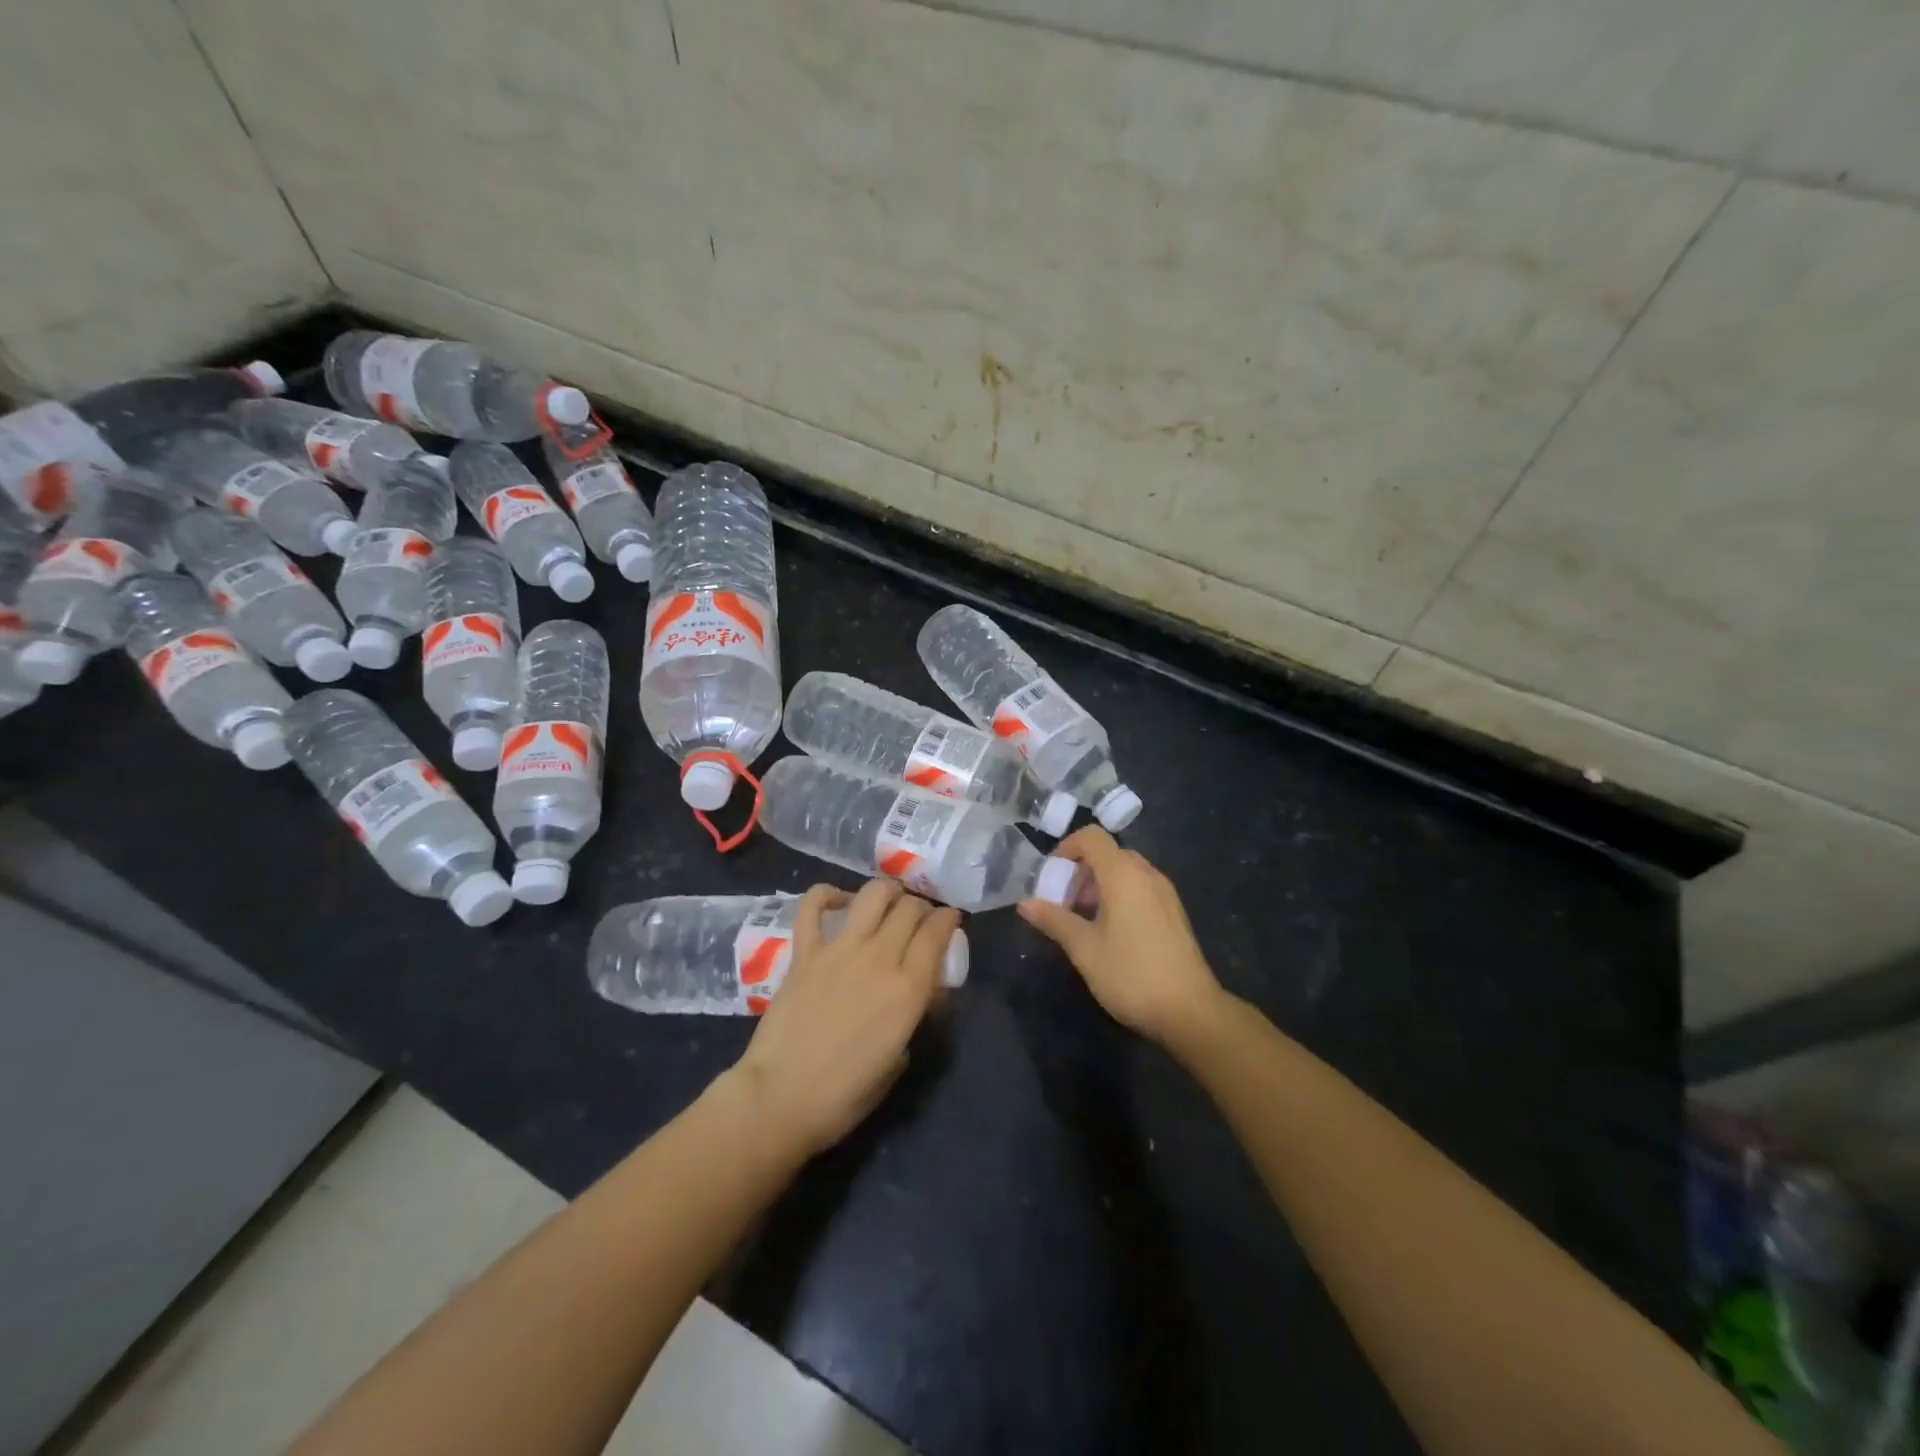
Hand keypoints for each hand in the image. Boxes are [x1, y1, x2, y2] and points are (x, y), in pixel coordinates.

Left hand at [727, 880, 958, 1157]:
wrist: (781, 1098)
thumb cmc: (845, 1094)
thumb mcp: (898, 1059)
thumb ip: (914, 1016)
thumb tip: (920, 995)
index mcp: (908, 988)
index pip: (937, 932)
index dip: (949, 918)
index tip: (950, 920)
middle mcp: (879, 957)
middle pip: (910, 907)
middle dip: (922, 906)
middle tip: (920, 918)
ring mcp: (839, 950)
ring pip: (873, 894)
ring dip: (887, 892)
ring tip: (889, 902)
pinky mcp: (805, 951)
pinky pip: (813, 906)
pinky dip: (827, 895)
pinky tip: (838, 901)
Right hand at [1018, 827, 1223, 1043]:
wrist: (1190, 1011)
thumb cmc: (1131, 974)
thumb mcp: (1084, 948)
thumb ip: (1053, 920)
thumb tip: (1024, 903)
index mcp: (1123, 874)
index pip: (1091, 837)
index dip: (1066, 849)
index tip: (1050, 878)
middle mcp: (1147, 873)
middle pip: (1108, 853)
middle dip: (1080, 871)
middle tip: (1063, 902)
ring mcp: (1164, 892)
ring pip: (1125, 871)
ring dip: (1099, 885)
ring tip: (1083, 920)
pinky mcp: (1173, 911)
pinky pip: (1140, 887)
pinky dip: (1119, 895)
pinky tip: (1111, 932)